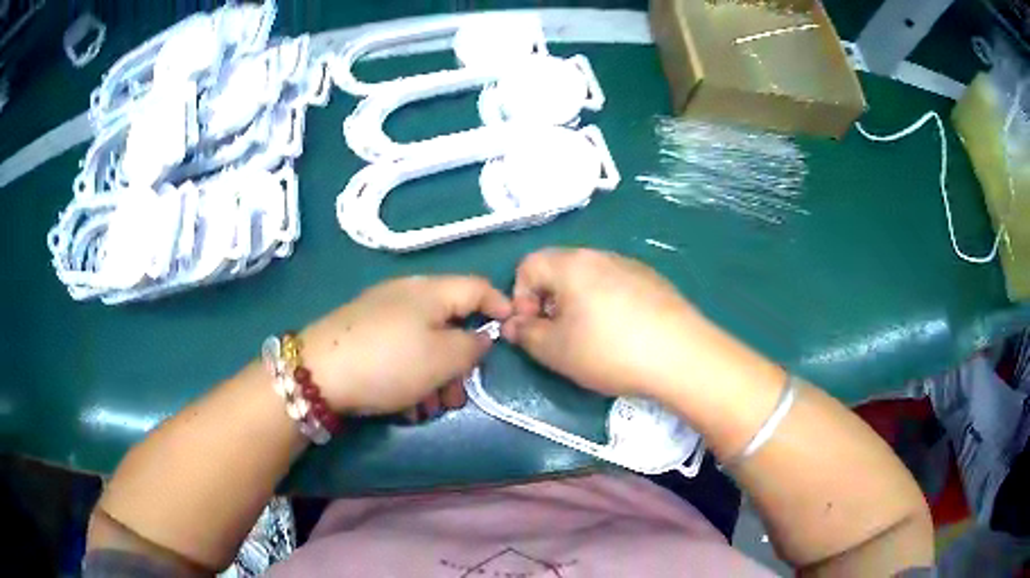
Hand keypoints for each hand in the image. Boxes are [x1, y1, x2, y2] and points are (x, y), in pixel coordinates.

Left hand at [300, 276, 510, 415]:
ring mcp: (382, 315)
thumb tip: (480, 337)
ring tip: (429, 410)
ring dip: (435, 378)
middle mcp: (407, 295)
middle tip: (458, 396)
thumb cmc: (390, 362)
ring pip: (424, 343)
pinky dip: (410, 377)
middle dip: (460, 364)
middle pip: (450, 323)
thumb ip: (472, 346)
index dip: (501, 306)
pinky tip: (405, 406)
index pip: (478, 287)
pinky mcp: (363, 335)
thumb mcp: (442, 358)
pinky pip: (400, 352)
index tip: (513, 331)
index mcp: (431, 291)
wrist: (318, 373)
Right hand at [502, 248, 714, 399]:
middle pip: (559, 270)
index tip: (533, 329)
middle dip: (549, 303)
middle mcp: (600, 255)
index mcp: (571, 263)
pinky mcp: (654, 282)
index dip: (520, 298)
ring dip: (578, 305)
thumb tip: (513, 325)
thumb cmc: (609, 351)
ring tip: (593, 340)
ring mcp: (631, 265)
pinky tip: (624, 335)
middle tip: (559, 337)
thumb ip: (525, 335)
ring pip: (589, 280)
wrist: (681, 355)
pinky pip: (617, 287)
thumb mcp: (555, 351)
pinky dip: (607, 306)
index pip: (527, 266)